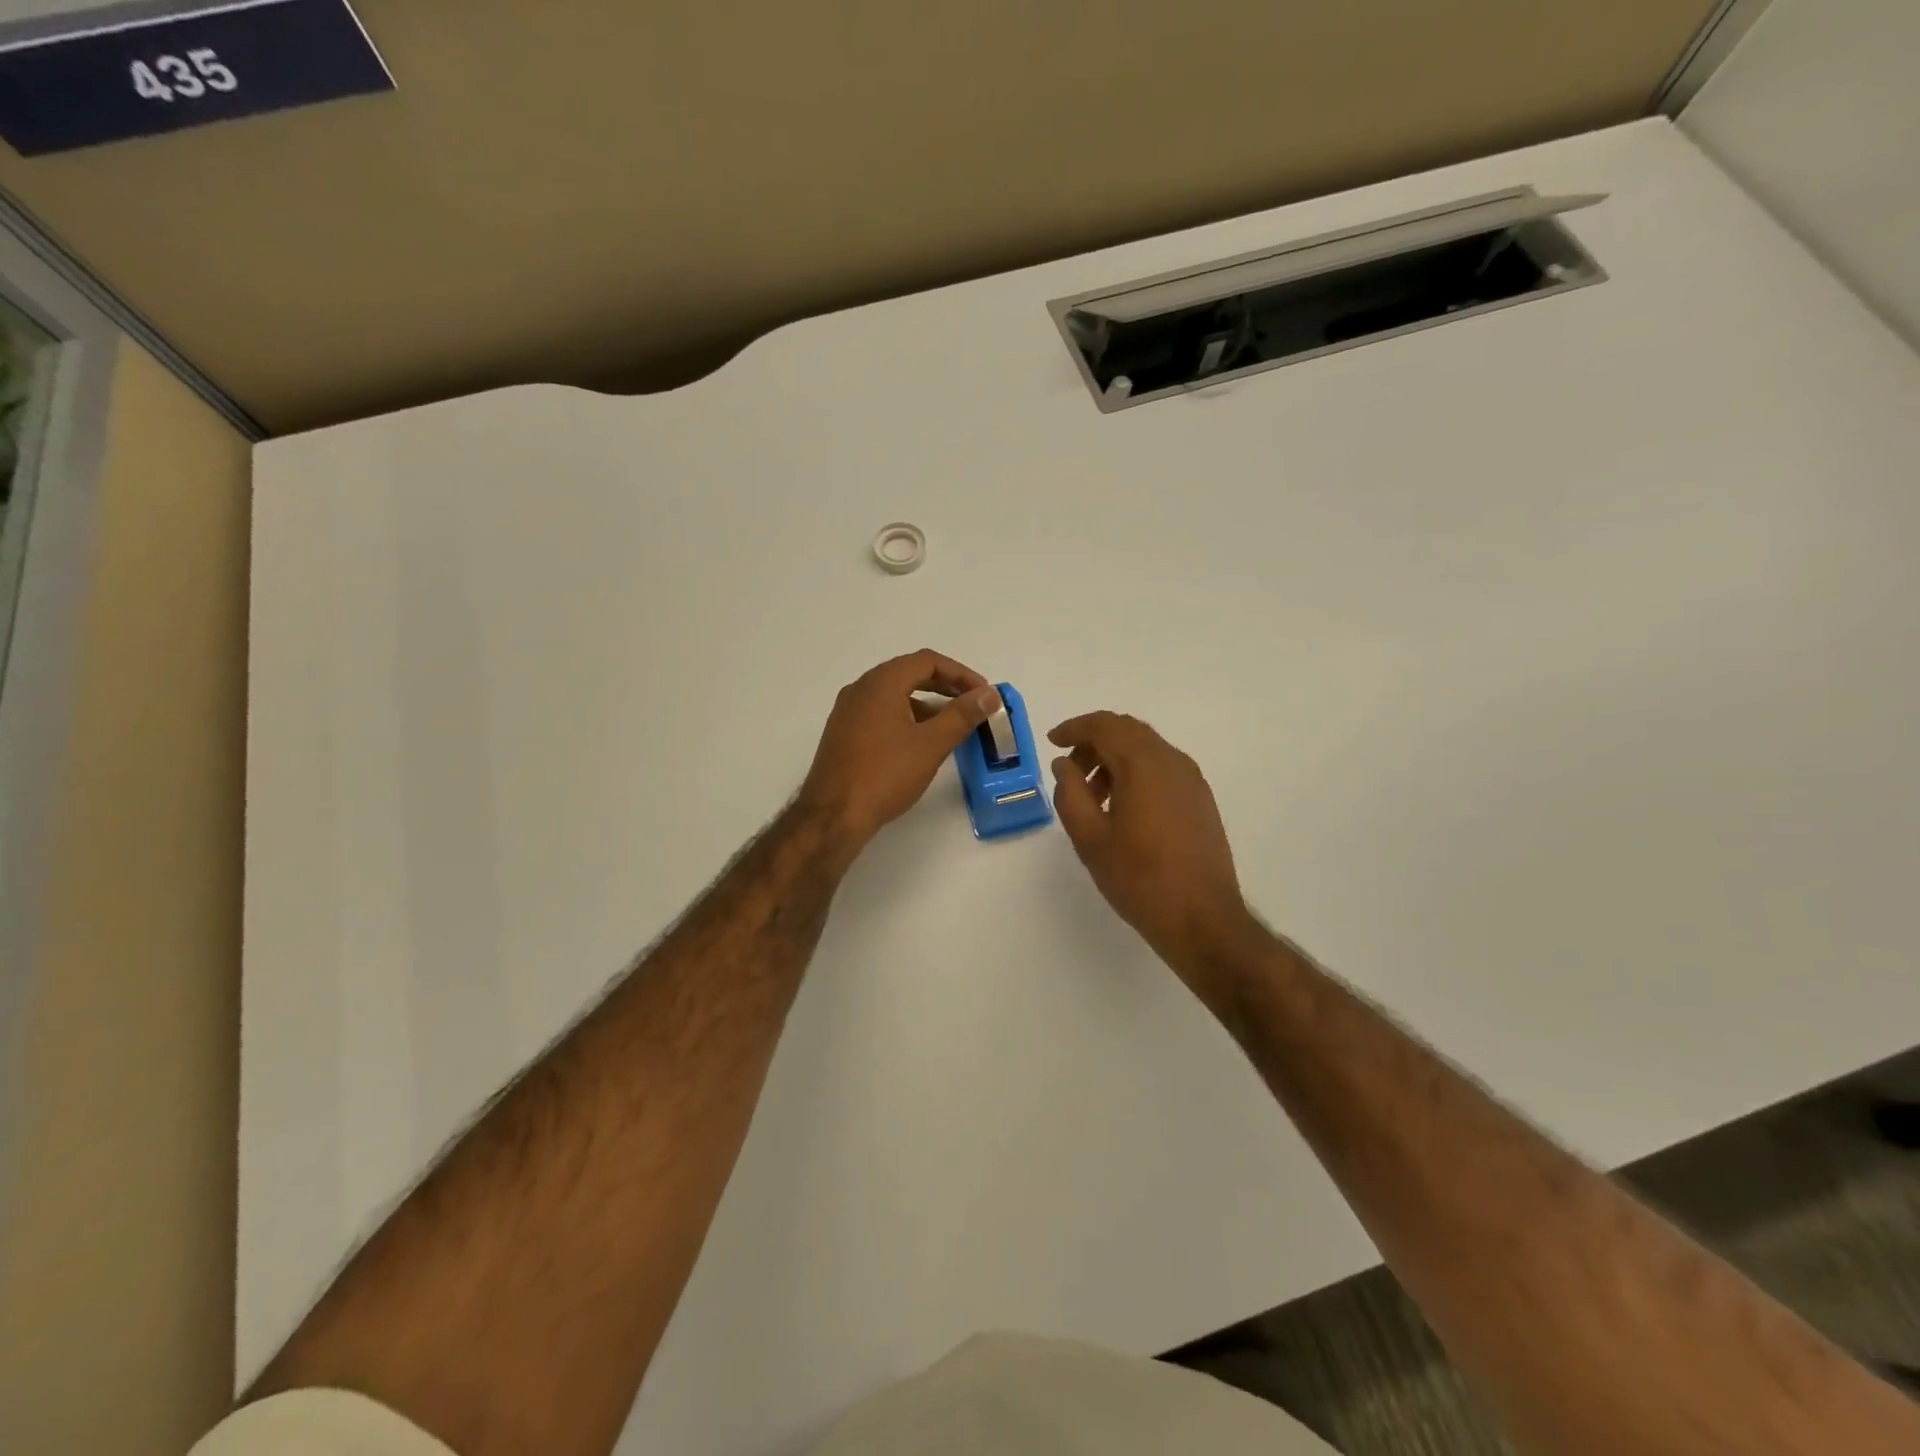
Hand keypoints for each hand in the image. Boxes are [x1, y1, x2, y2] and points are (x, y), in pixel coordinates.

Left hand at [800, 651, 1001, 851]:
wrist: (833, 816)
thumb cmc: (885, 774)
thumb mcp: (931, 744)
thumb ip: (962, 715)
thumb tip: (989, 695)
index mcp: (880, 683)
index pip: (927, 661)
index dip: (961, 673)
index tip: (983, 694)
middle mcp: (861, 689)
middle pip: (909, 673)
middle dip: (945, 686)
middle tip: (972, 704)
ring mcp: (848, 711)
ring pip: (894, 695)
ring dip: (926, 703)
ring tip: (952, 725)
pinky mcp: (843, 734)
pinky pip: (881, 713)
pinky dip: (906, 717)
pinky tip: (920, 742)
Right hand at [1048, 712, 1255, 981]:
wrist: (1201, 918)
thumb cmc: (1139, 878)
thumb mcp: (1090, 838)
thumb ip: (1070, 793)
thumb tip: (1064, 764)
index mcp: (1143, 765)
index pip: (1104, 726)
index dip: (1074, 728)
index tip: (1052, 742)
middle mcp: (1172, 761)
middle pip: (1127, 731)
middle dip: (1094, 742)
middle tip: (1070, 770)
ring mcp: (1191, 780)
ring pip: (1147, 749)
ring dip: (1115, 758)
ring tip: (1093, 796)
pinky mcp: (1201, 799)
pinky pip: (1163, 768)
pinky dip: (1137, 772)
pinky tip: (1123, 807)